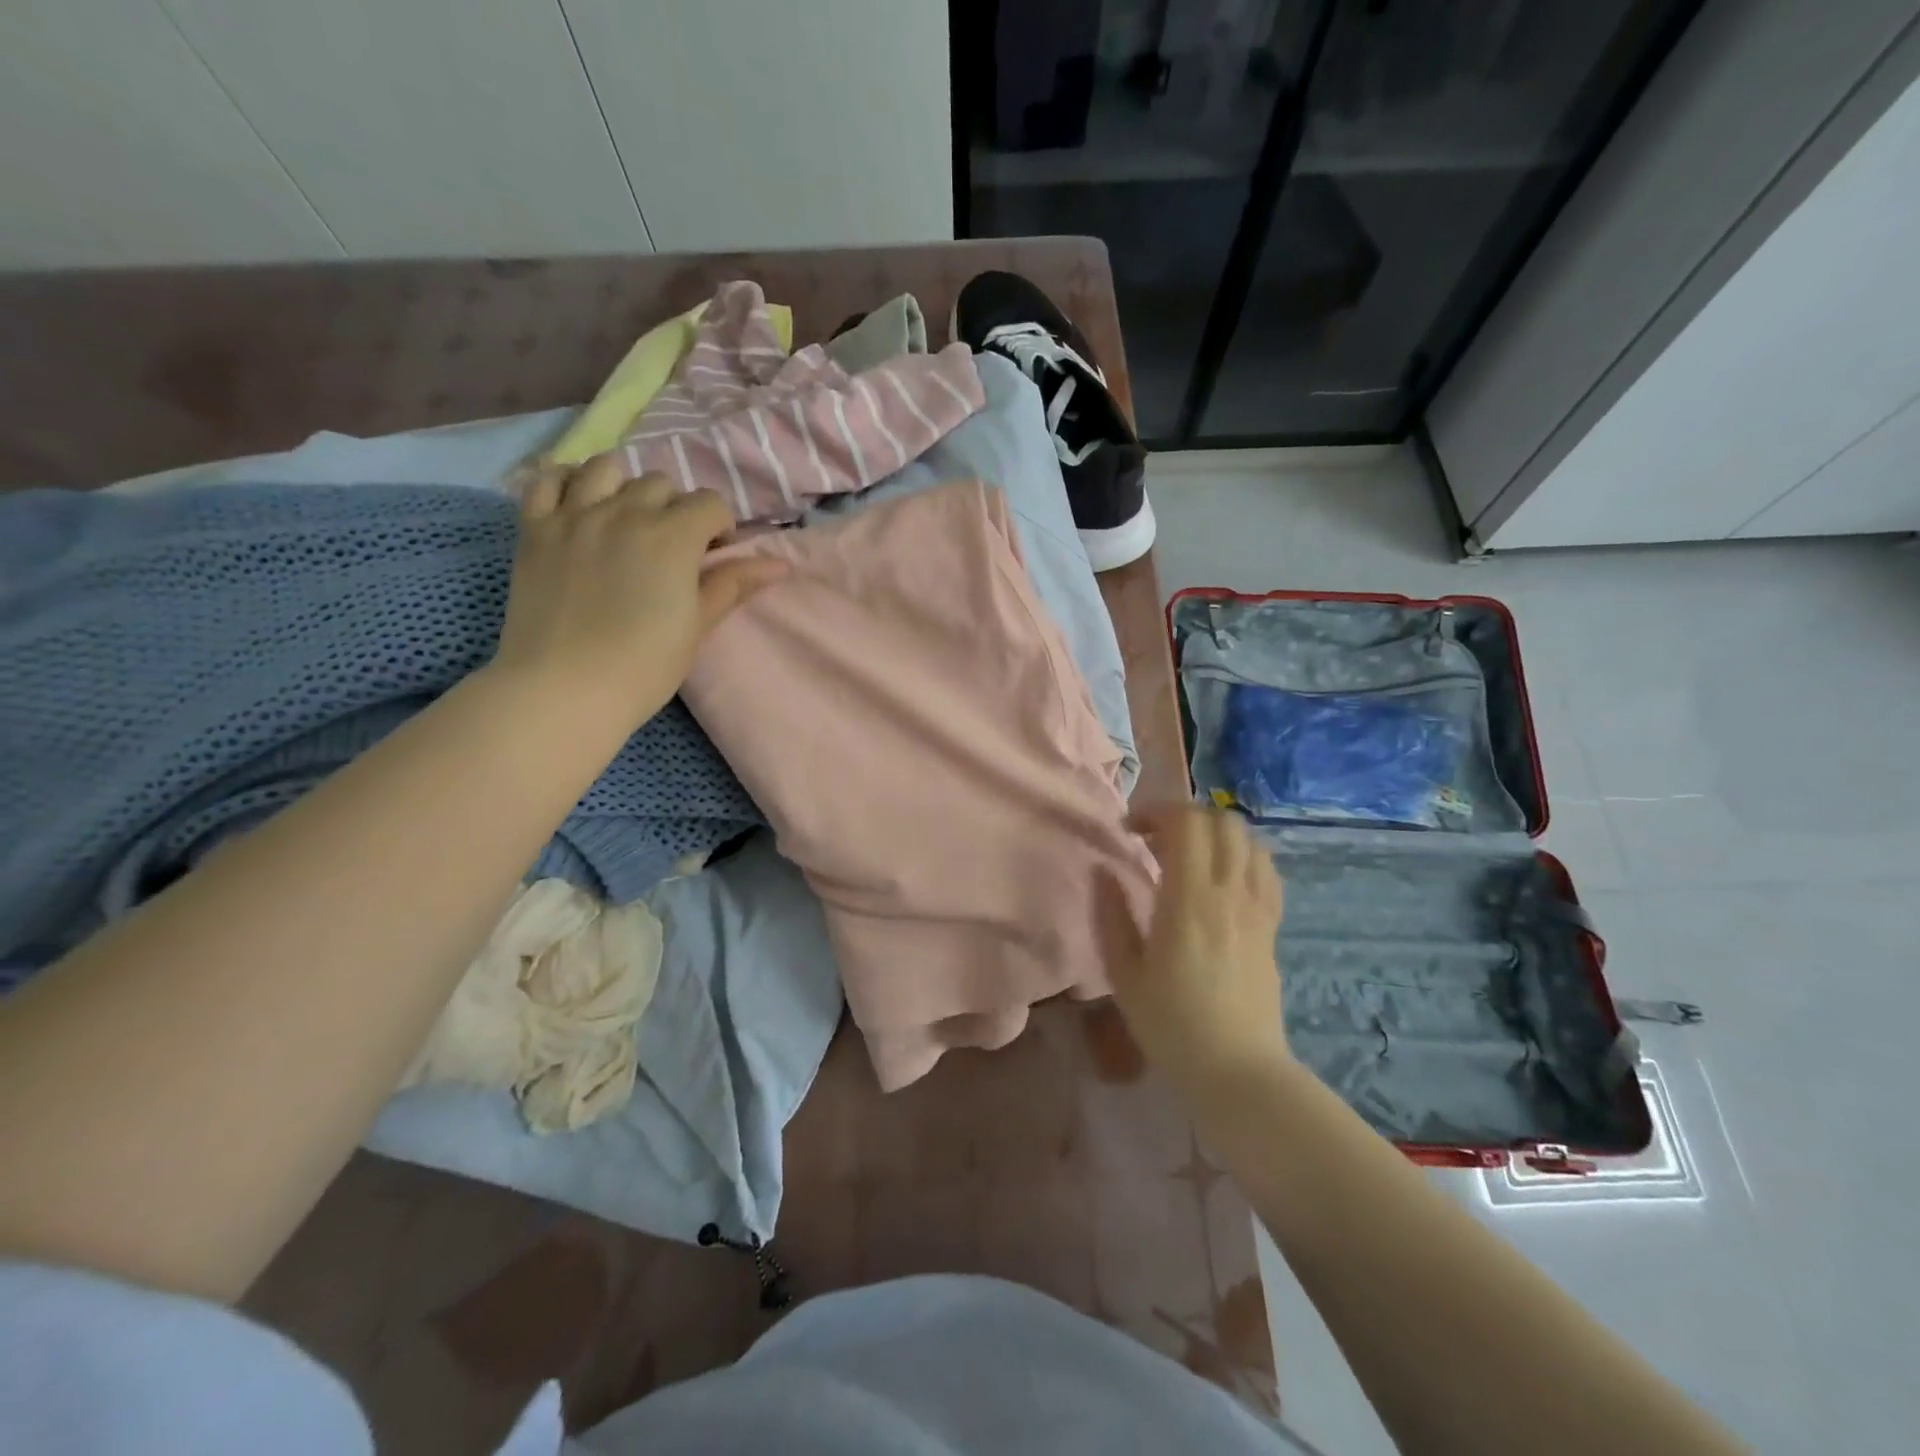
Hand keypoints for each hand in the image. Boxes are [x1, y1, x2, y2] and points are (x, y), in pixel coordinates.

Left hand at [489, 458, 784, 731]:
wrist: (565, 688)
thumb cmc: (645, 665)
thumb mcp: (698, 625)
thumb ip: (733, 584)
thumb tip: (780, 564)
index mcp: (673, 536)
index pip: (710, 503)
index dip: (720, 527)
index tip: (714, 556)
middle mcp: (624, 511)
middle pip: (660, 483)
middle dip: (675, 508)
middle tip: (671, 547)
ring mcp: (574, 515)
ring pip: (605, 469)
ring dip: (624, 486)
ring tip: (625, 519)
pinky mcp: (534, 528)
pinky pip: (547, 479)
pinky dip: (565, 482)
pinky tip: (578, 505)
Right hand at [1114, 805, 1288, 1101]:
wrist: (1236, 1071)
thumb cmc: (1171, 1025)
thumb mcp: (1124, 974)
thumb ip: (1112, 915)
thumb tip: (1103, 871)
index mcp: (1189, 900)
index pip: (1186, 823)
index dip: (1156, 812)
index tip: (1131, 831)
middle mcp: (1230, 893)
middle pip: (1221, 821)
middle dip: (1185, 816)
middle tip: (1156, 840)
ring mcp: (1257, 908)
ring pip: (1249, 840)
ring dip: (1216, 834)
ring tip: (1190, 856)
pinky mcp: (1272, 926)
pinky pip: (1267, 871)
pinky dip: (1244, 857)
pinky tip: (1222, 878)